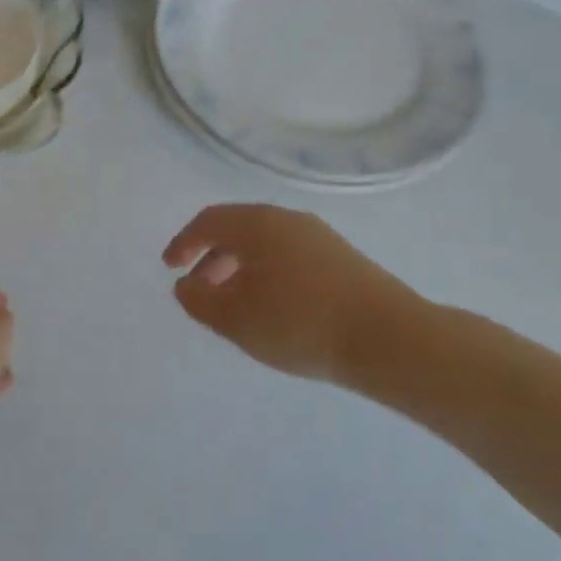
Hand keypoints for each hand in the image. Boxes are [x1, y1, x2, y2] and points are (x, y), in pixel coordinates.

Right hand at [163, 203, 434, 387]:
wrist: (390, 339)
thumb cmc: (300, 323)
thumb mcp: (235, 318)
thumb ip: (199, 300)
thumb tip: (186, 286)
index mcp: (258, 224)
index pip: (209, 222)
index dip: (183, 243)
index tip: (170, 267)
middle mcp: (288, 220)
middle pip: (237, 230)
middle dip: (211, 258)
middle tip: (199, 290)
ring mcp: (319, 238)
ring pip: (265, 245)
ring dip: (239, 268)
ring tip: (233, 305)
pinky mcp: (342, 259)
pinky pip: (288, 257)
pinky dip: (266, 274)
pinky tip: (272, 308)